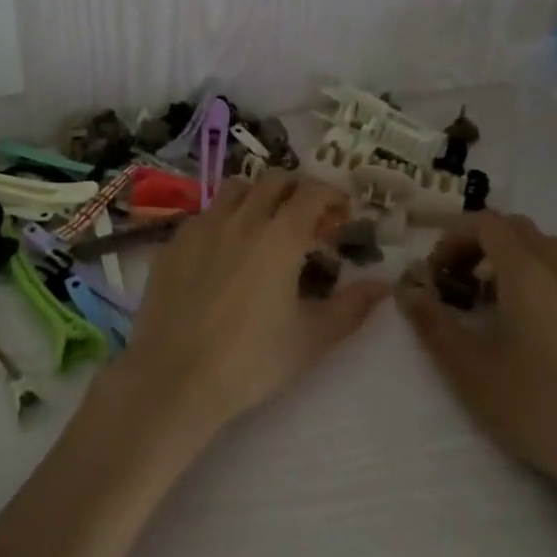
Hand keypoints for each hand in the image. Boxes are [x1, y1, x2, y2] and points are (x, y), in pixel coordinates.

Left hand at [120, 171, 389, 437]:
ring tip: (263, 227)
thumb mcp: (312, 338)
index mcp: (280, 236)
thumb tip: (383, 284)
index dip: (333, 196)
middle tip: (306, 221)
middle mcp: (241, 219)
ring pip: (235, 188)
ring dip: (257, 196)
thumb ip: (352, 306)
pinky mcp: (173, 244)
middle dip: (297, 191)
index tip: (340, 217)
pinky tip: (223, 253)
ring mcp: (202, 227)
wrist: (175, 378)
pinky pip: (204, 214)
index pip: (313, 191)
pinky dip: (223, 219)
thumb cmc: (251, 360)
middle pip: (274, 179)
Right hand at [396, 211, 556, 510]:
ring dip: (510, 257)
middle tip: (457, 279)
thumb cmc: (531, 406)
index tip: (436, 271)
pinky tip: (526, 324)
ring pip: (546, 249)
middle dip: (480, 242)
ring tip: (489, 299)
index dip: (454, 236)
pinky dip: (537, 278)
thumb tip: (407, 289)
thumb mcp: (468, 367)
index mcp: (528, 274)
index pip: (488, 223)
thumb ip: (432, 322)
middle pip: (518, 228)